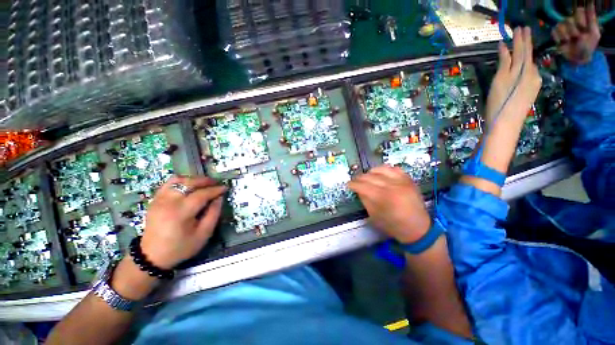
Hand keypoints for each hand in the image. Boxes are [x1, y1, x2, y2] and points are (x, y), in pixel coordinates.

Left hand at [140, 176, 226, 268]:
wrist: (152, 256)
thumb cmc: (181, 247)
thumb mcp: (203, 234)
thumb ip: (214, 214)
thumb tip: (219, 198)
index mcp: (181, 213)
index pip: (201, 194)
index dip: (215, 190)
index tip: (225, 188)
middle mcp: (168, 202)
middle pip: (189, 183)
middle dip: (206, 181)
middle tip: (216, 183)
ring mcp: (159, 199)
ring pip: (178, 180)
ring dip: (193, 179)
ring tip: (203, 184)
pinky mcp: (155, 200)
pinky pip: (169, 184)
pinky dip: (181, 182)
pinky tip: (189, 186)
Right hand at [348, 166, 430, 243]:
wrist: (418, 228)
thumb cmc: (393, 225)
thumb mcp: (374, 216)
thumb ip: (365, 200)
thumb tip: (358, 189)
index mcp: (382, 198)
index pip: (362, 185)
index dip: (353, 184)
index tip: (348, 185)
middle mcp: (392, 186)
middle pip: (370, 176)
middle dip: (359, 178)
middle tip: (355, 182)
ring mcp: (402, 181)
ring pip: (381, 169)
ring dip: (371, 172)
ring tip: (367, 177)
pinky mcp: (408, 179)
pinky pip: (394, 168)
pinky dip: (385, 170)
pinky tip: (381, 174)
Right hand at [485, 27, 541, 125]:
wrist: (506, 124)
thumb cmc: (499, 102)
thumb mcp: (499, 80)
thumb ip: (504, 62)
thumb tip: (504, 46)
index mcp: (523, 69)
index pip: (523, 49)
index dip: (521, 38)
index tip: (520, 27)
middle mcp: (532, 73)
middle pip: (528, 55)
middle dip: (526, 43)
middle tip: (524, 31)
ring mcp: (534, 83)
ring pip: (530, 64)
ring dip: (526, 54)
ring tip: (524, 45)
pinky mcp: (532, 91)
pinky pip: (530, 73)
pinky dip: (527, 65)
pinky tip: (524, 65)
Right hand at [552, 4, 600, 64]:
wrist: (578, 59)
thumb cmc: (588, 47)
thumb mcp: (594, 34)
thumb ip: (592, 21)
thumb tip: (590, 6)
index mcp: (582, 19)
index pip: (579, 11)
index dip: (580, 19)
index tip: (583, 28)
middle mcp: (572, 21)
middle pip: (569, 19)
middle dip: (573, 30)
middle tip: (577, 38)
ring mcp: (563, 27)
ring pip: (560, 25)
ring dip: (565, 35)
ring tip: (569, 41)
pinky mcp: (555, 34)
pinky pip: (554, 31)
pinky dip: (558, 38)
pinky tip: (562, 42)